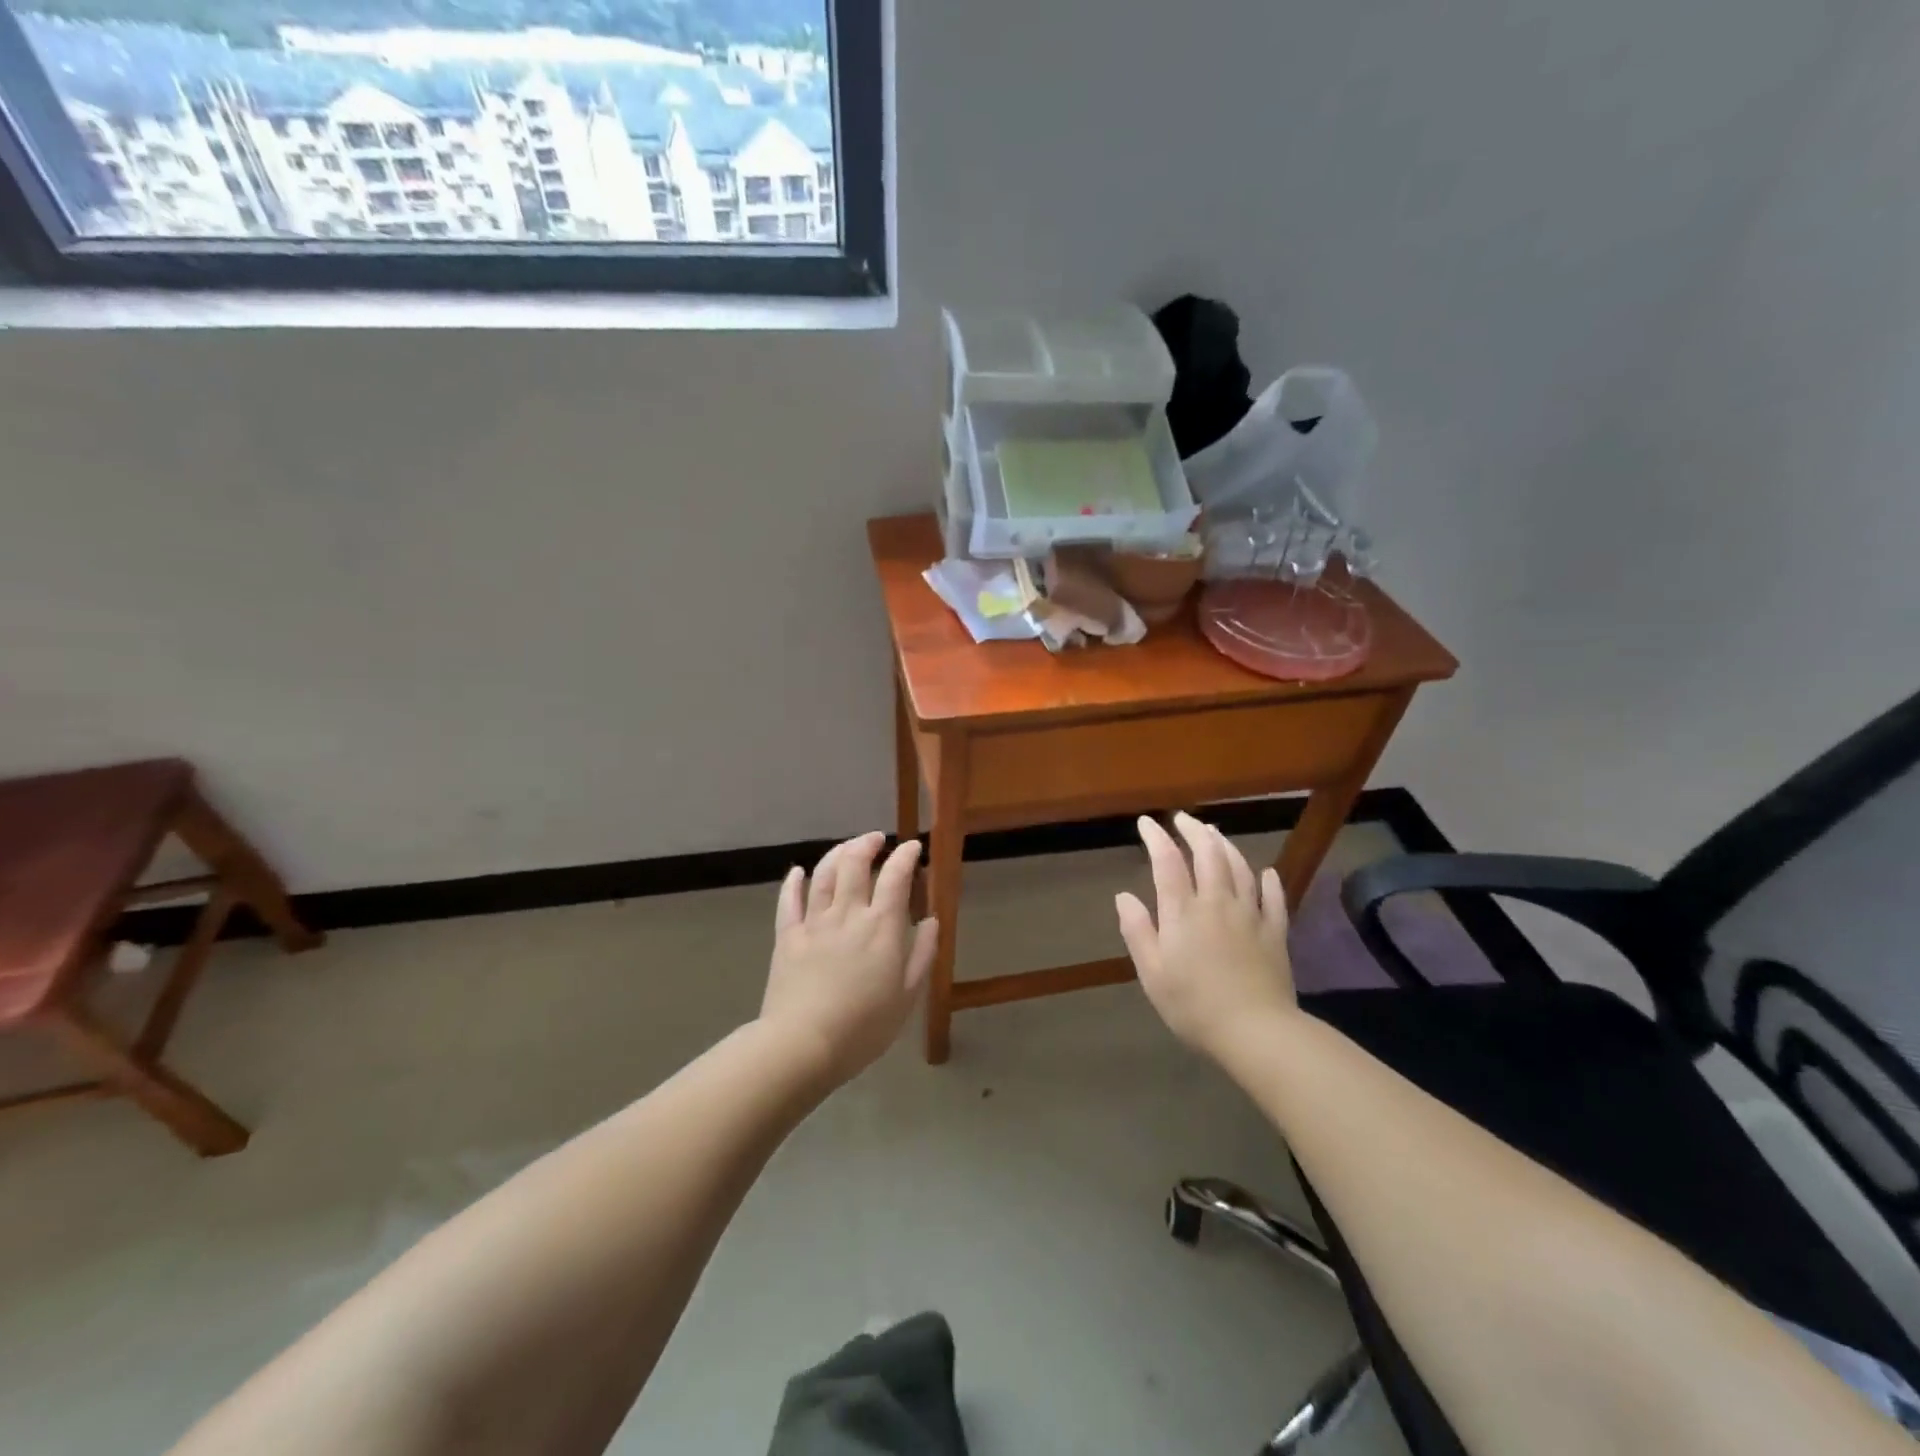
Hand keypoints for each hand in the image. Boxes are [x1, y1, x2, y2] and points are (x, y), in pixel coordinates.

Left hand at [760, 832, 937, 1081]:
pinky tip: (797, 871)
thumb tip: (931, 921)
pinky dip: (793, 882)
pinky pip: (789, 901)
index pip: (895, 877)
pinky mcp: (787, 937)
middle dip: (867, 844)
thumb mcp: (907, 996)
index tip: (912, 847)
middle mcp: (847, 914)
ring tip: (848, 847)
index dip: (905, 856)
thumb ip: (922, 954)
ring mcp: (814, 923)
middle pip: (855, 864)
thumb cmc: (863, 1026)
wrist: (803, 1044)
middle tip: (877, 839)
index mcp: (881, 927)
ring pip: (824, 874)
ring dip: (837, 853)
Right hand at [1115, 813, 1295, 1058]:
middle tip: (1183, 819)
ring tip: (1215, 834)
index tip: (1146, 822)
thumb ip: (1138, 931)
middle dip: (1194, 831)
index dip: (1156, 837)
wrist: (1256, 1031)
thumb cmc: (1194, 1005)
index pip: (1167, 862)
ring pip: (1240, 869)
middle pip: (1208, 855)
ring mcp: (1250, 916)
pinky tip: (1266, 872)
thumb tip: (1123, 896)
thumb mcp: (1152, 973)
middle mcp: (1217, 903)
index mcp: (1183, 912)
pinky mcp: (1275, 934)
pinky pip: (1274, 899)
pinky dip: (1269, 881)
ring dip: (1226, 846)